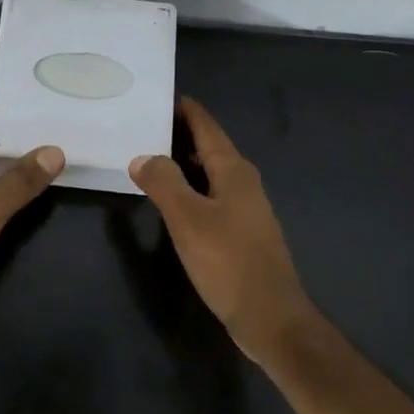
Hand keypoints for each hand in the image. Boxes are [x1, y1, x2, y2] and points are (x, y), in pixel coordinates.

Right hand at [129, 96, 314, 362]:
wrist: (270, 317)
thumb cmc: (228, 262)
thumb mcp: (188, 218)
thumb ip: (163, 182)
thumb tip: (142, 156)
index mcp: (234, 171)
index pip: (206, 126)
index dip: (184, 109)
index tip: (159, 95)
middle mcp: (243, 182)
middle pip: (209, 147)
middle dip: (179, 134)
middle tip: (143, 124)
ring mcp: (245, 208)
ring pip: (210, 172)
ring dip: (183, 162)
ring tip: (149, 156)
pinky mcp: (241, 233)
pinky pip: (211, 195)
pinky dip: (190, 187)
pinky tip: (171, 199)